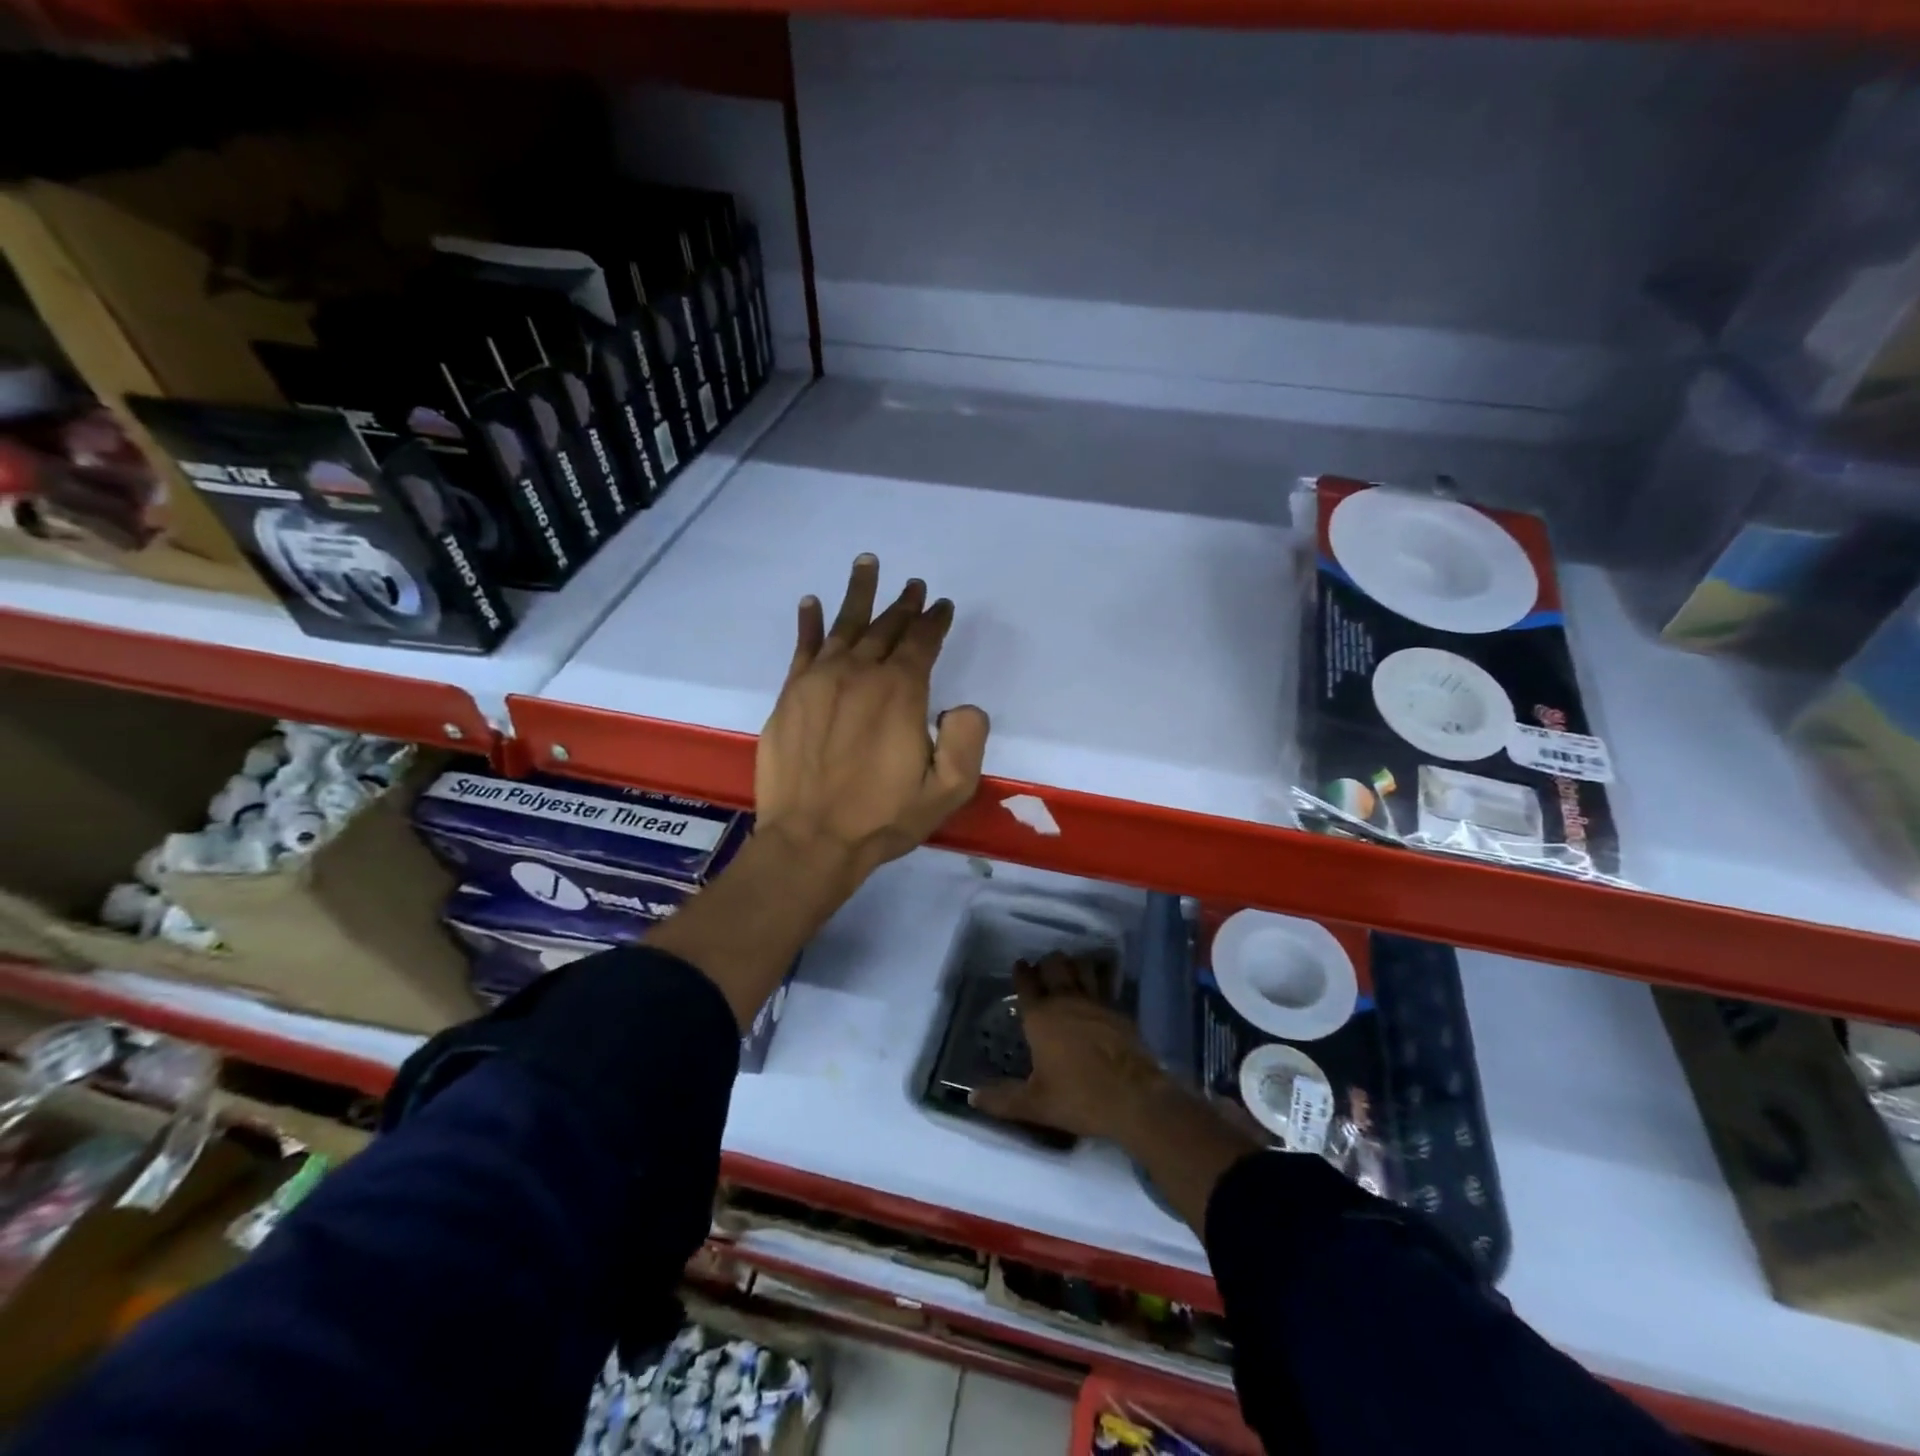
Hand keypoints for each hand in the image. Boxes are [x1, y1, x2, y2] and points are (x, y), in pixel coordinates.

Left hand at [755, 554, 989, 880]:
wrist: (810, 840)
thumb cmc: (882, 818)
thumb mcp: (948, 791)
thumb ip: (967, 742)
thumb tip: (963, 706)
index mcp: (900, 692)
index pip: (922, 642)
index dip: (934, 620)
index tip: (941, 605)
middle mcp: (860, 674)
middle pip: (885, 627)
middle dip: (902, 604)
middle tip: (913, 585)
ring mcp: (819, 681)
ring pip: (844, 626)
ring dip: (858, 593)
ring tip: (867, 563)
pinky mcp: (790, 695)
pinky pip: (802, 647)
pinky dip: (808, 622)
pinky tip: (812, 602)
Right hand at [969, 954, 1169, 1141]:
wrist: (1135, 1098)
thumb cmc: (1079, 1097)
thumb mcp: (1035, 1105)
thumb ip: (1002, 1099)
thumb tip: (971, 1097)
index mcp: (1041, 1017)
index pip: (1026, 984)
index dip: (1021, 972)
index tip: (1019, 964)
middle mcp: (1066, 1001)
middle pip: (1055, 966)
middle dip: (1047, 963)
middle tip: (1043, 967)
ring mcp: (1095, 1002)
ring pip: (1081, 968)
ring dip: (1073, 964)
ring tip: (1069, 967)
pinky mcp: (1117, 1010)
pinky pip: (1104, 983)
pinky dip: (1097, 976)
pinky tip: (1097, 982)